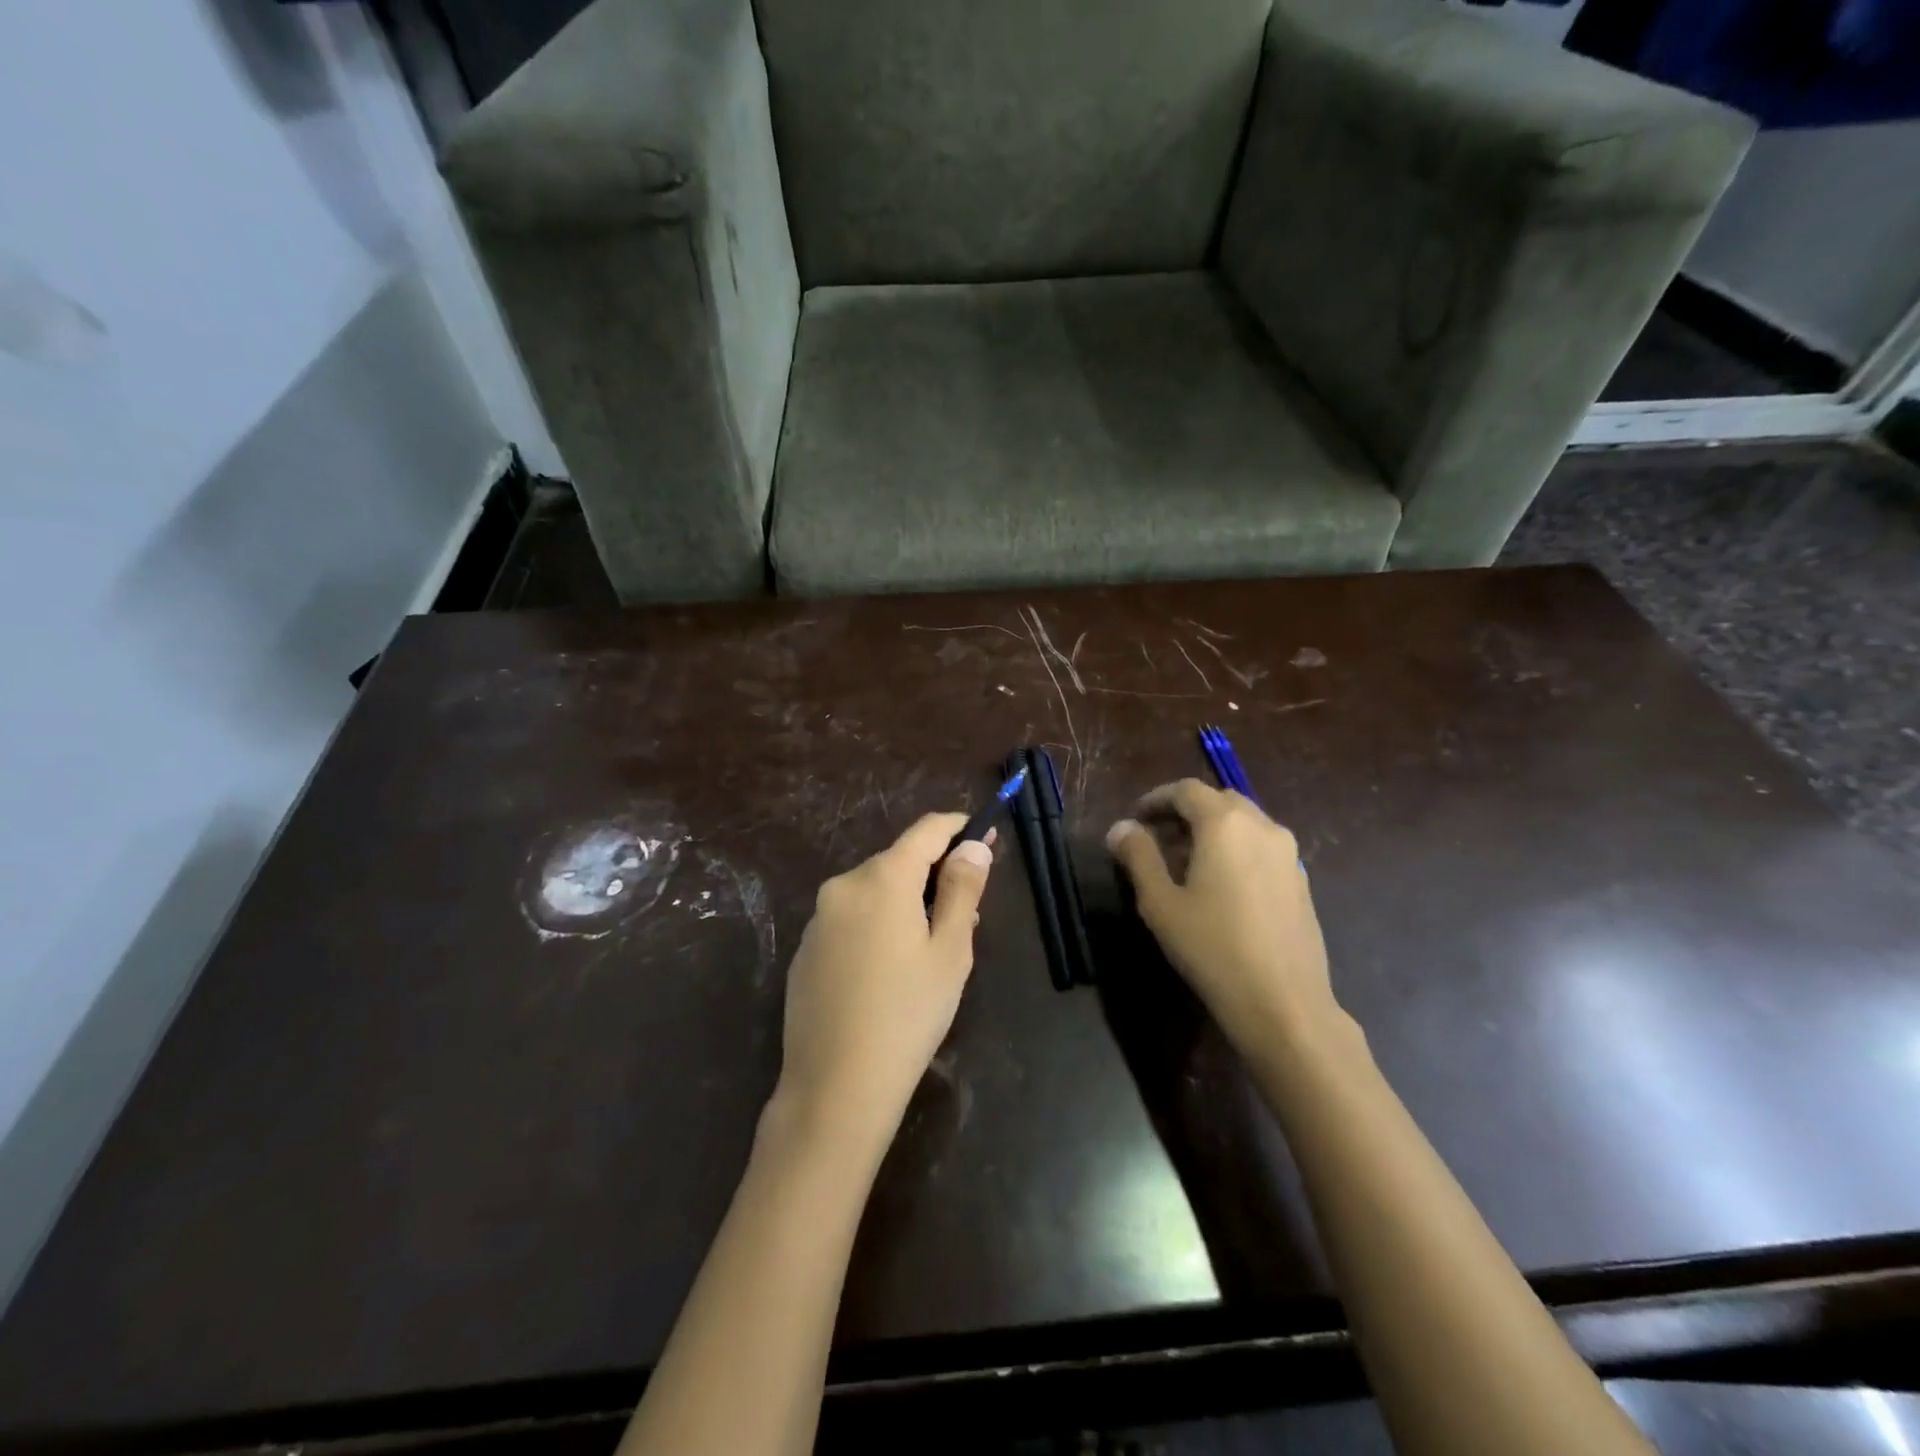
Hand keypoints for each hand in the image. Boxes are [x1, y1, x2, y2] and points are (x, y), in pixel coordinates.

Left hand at [772, 814, 994, 1148]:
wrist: (835, 1087)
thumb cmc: (908, 1014)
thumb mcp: (951, 951)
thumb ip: (962, 889)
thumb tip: (974, 845)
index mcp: (883, 878)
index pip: (926, 830)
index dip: (959, 827)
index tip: (985, 835)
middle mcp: (844, 886)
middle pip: (898, 862)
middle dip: (934, 875)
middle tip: (968, 912)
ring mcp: (818, 919)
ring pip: (874, 892)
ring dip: (906, 903)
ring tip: (932, 948)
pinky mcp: (805, 950)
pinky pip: (851, 920)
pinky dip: (876, 926)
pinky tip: (889, 972)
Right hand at [1106, 780, 1343, 1053]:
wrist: (1284, 1002)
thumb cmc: (1212, 947)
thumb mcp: (1160, 902)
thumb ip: (1138, 857)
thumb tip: (1121, 828)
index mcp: (1225, 823)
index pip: (1186, 790)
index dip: (1156, 799)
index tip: (1135, 819)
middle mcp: (1262, 826)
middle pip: (1218, 800)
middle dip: (1185, 812)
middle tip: (1157, 839)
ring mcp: (1288, 854)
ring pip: (1244, 823)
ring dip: (1212, 830)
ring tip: (1185, 864)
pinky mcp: (1301, 880)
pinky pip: (1261, 847)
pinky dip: (1236, 849)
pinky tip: (1221, 886)